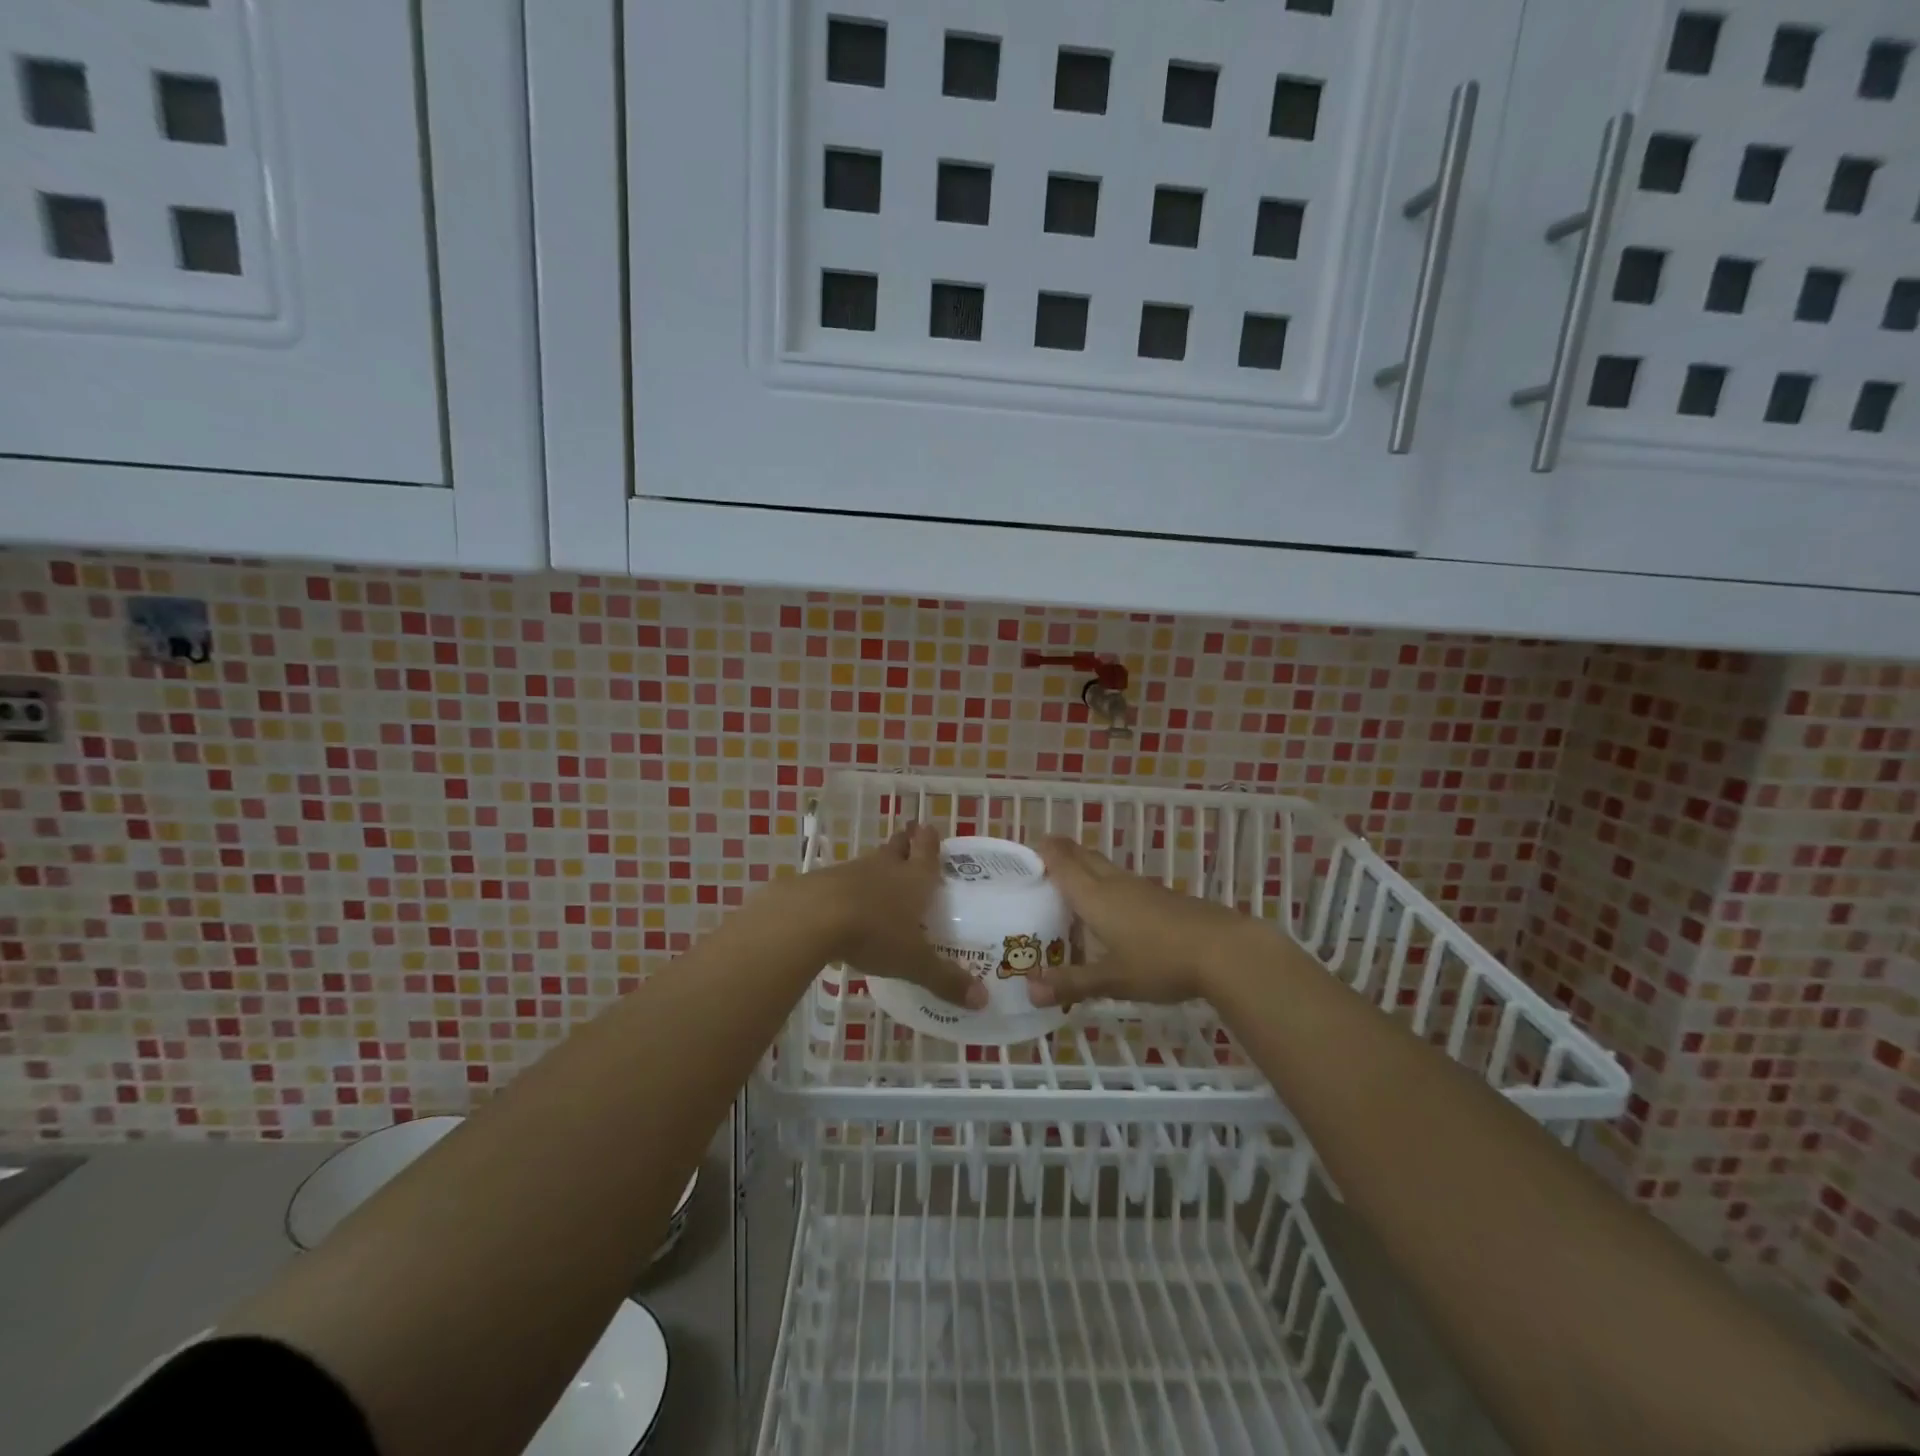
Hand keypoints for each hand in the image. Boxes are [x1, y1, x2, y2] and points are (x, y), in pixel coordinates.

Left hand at [812, 825, 986, 1009]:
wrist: (813, 917)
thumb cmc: (875, 933)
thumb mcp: (914, 962)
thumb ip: (945, 980)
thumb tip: (983, 1001)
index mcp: (914, 879)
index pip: (927, 851)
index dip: (930, 841)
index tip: (930, 828)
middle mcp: (886, 868)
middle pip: (898, 847)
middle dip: (905, 844)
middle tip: (909, 840)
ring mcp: (852, 872)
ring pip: (871, 862)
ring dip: (877, 865)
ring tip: (882, 875)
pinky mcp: (823, 883)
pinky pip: (843, 880)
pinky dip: (849, 888)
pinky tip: (848, 903)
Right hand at [1027, 837, 1267, 1009]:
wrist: (1225, 950)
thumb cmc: (1160, 961)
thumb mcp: (1112, 979)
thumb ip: (1071, 983)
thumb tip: (1029, 991)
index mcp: (1095, 896)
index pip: (1063, 863)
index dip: (1044, 852)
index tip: (1027, 849)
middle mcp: (1116, 884)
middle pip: (1084, 858)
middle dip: (1063, 854)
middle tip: (1043, 861)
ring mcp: (1143, 889)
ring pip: (1106, 870)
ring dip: (1086, 870)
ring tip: (1071, 887)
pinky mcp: (1164, 899)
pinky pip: (1124, 885)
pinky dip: (1108, 888)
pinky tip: (1112, 912)